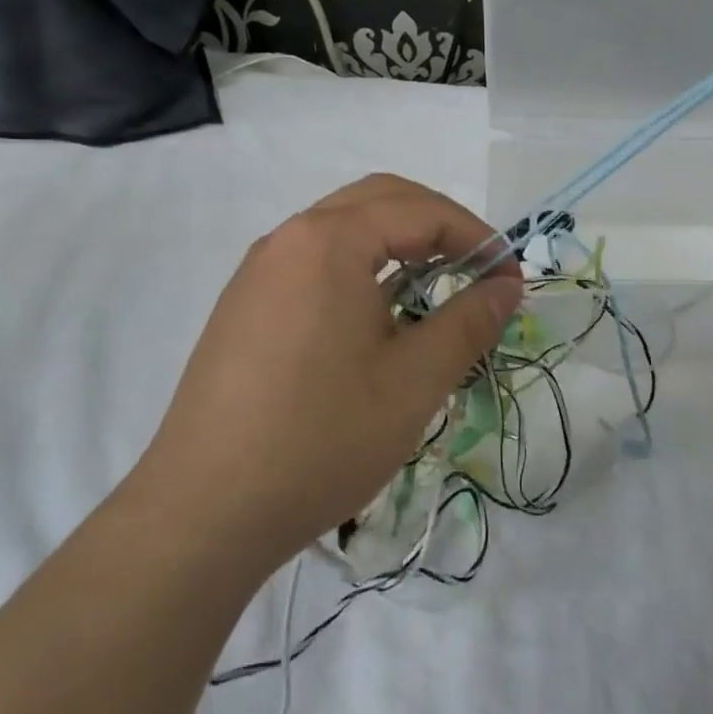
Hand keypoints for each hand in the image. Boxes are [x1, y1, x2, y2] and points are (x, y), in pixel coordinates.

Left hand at [141, 174, 521, 570]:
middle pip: (380, 199)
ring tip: (434, 290)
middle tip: (477, 269)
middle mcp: (289, 239)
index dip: (477, 238)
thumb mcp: (415, 381)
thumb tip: (507, 287)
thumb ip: (470, 322)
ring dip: (398, 243)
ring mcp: (259, 270)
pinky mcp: (244, 305)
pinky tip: (376, 317)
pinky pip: (315, 260)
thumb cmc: (322, 438)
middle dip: (438, 225)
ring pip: (344, 228)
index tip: (509, 281)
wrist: (203, 513)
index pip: (421, 210)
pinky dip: (361, 266)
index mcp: (330, 241)